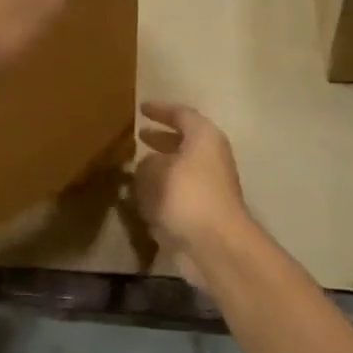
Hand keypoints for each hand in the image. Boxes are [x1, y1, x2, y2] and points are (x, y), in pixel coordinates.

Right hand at [133, 102, 249, 257]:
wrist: (215, 244)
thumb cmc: (188, 196)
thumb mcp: (157, 171)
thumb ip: (147, 163)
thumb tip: (147, 165)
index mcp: (204, 138)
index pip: (181, 115)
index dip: (160, 110)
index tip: (141, 109)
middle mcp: (211, 157)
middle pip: (184, 141)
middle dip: (161, 139)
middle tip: (140, 136)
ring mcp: (210, 185)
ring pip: (181, 168)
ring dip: (161, 167)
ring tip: (137, 167)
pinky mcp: (204, 210)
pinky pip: (179, 192)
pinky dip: (163, 190)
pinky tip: (143, 196)